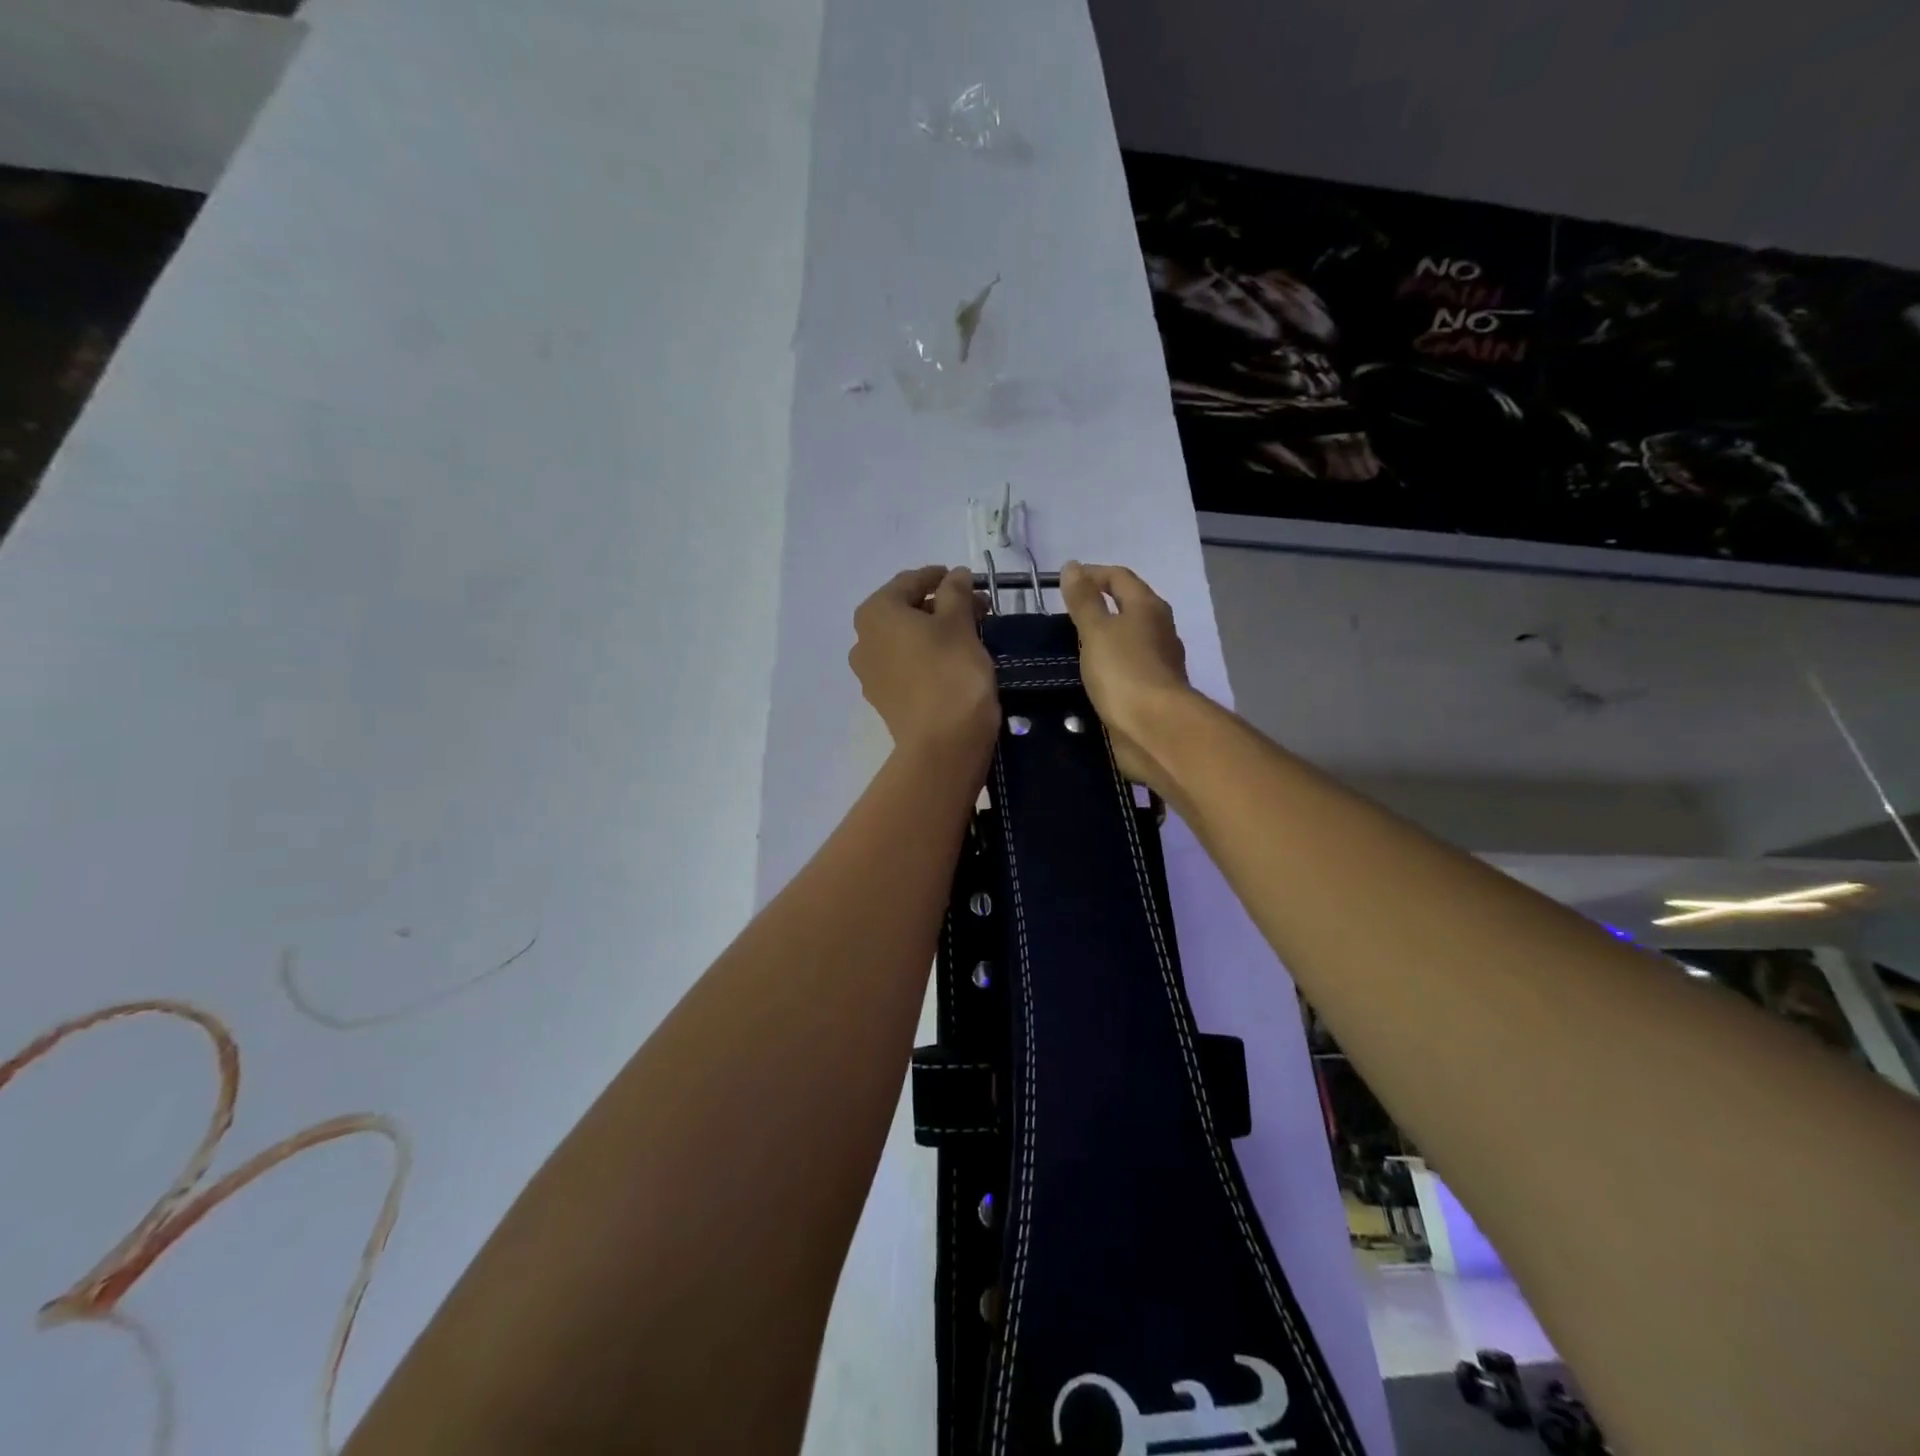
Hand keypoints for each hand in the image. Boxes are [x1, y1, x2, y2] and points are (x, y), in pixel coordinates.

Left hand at [849, 566, 998, 771]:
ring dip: (935, 632)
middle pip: (905, 610)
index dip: (941, 577)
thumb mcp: (959, 622)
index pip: (911, 581)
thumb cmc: (951, 672)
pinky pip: (906, 665)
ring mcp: (870, 673)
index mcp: (876, 612)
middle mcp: (863, 639)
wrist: (943, 743)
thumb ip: (956, 592)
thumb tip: (956, 575)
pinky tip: (953, 662)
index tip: (968, 581)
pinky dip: (927, 657)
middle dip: (941, 605)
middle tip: (977, 609)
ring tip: (969, 635)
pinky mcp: (885, 699)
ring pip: (906, 639)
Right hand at [1059, 561, 1191, 789]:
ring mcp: (1159, 662)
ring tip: (1070, 646)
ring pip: (1128, 639)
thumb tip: (1072, 566)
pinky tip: (1089, 676)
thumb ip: (1083, 600)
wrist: (1155, 729)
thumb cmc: (1124, 672)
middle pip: (1128, 606)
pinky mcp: (1152, 690)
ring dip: (1103, 638)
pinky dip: (1108, 665)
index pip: (1119, 577)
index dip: (1092, 574)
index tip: (1063, 583)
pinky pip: (1126, 667)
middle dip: (1099, 606)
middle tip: (1064, 616)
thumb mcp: (1096, 631)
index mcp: (1147, 607)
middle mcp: (1158, 629)